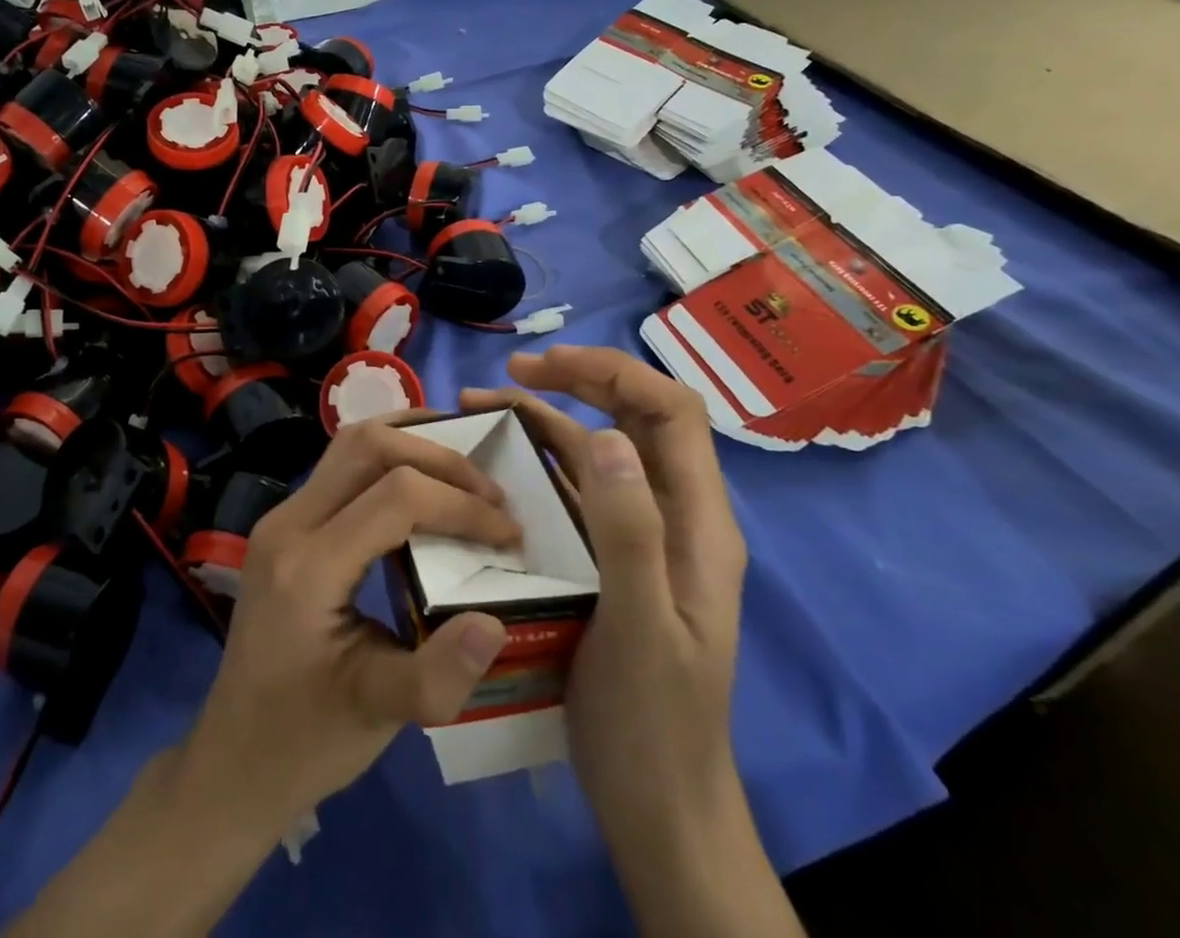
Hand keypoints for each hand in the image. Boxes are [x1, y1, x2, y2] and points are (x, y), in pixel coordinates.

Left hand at [175, 416, 522, 830]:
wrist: (235, 754)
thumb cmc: (306, 739)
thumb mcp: (378, 716)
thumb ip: (438, 675)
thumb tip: (496, 621)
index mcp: (307, 567)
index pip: (394, 498)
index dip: (459, 504)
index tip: (509, 532)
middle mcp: (288, 523)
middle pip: (367, 446)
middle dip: (439, 456)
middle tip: (490, 491)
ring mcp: (282, 516)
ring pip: (350, 443)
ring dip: (411, 440)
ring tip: (463, 464)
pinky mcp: (288, 522)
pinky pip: (341, 463)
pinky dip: (387, 454)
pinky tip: (420, 472)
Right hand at [466, 348, 796, 937]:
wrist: (657, 811)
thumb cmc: (653, 724)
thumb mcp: (639, 628)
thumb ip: (628, 533)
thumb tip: (606, 434)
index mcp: (697, 522)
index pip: (672, 412)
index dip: (615, 374)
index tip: (547, 367)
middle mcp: (672, 516)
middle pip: (634, 419)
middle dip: (577, 382)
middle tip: (511, 373)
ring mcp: (638, 537)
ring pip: (596, 452)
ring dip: (545, 420)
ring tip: (481, 406)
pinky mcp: (605, 559)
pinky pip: (572, 492)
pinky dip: (535, 464)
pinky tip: (494, 464)